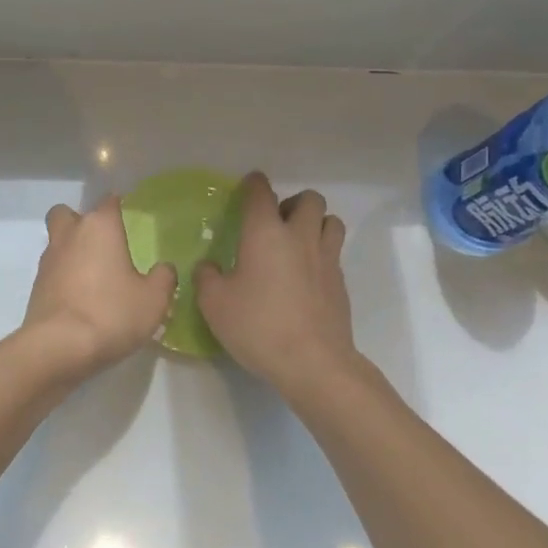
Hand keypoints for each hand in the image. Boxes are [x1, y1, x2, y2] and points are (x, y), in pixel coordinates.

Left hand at [25, 196, 177, 374]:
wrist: (58, 347)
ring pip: (57, 242)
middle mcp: (70, 235)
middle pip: (67, 213)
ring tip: (94, 275)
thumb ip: (163, 278)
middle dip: (80, 221)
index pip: (109, 201)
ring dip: (71, 251)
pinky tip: (81, 298)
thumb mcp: (153, 300)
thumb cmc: (111, 313)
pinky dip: (64, 277)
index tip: (129, 214)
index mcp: (99, 227)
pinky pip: (52, 271)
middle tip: (101, 242)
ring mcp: (48, 260)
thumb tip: (164, 268)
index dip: (118, 204)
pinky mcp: (36, 287)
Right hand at [197, 173, 357, 394]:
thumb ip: (206, 277)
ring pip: (330, 221)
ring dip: (315, 223)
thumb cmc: (258, 326)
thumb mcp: (214, 304)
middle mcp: (299, 236)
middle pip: (308, 199)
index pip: (261, 193)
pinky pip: (335, 252)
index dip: (254, 184)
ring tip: (297, 243)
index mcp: (265, 233)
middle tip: (275, 222)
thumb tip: (209, 267)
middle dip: (292, 203)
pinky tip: (306, 275)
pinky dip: (322, 253)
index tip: (248, 186)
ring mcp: (326, 258)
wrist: (313, 362)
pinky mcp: (340, 282)